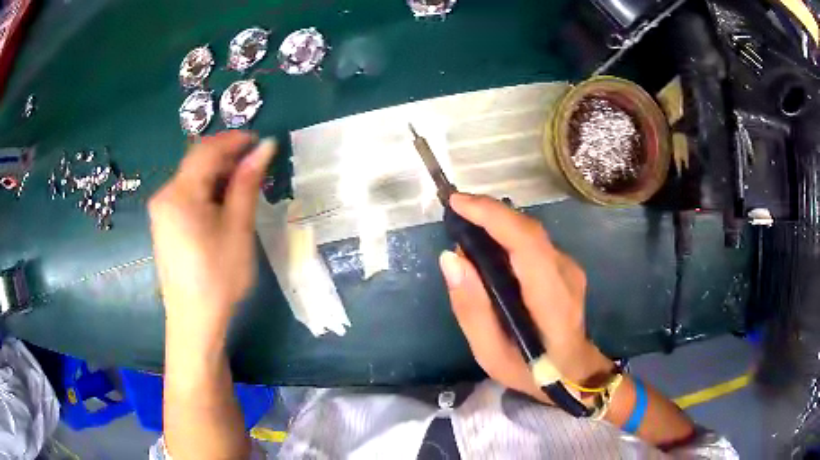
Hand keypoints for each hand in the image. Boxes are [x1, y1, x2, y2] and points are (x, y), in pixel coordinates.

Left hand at [148, 131, 275, 344]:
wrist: (194, 321)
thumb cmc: (219, 277)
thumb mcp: (238, 228)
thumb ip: (247, 183)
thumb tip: (265, 147)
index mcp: (180, 194)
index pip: (206, 150)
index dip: (234, 140)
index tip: (261, 142)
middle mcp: (164, 195)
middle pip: (197, 162)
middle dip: (227, 158)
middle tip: (256, 168)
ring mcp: (161, 210)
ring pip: (192, 178)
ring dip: (218, 175)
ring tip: (244, 187)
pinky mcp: (164, 223)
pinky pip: (186, 194)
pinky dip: (207, 191)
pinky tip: (222, 206)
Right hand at [439, 193, 613, 402]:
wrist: (575, 371)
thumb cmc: (532, 371)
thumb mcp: (491, 355)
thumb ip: (472, 310)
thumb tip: (451, 259)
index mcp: (552, 301)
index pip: (527, 244)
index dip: (493, 216)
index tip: (458, 203)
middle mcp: (566, 275)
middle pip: (528, 231)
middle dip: (489, 213)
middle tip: (454, 212)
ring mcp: (570, 268)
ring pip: (530, 233)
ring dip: (497, 222)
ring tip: (465, 227)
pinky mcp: (565, 266)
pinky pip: (533, 242)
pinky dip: (507, 235)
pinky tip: (488, 247)